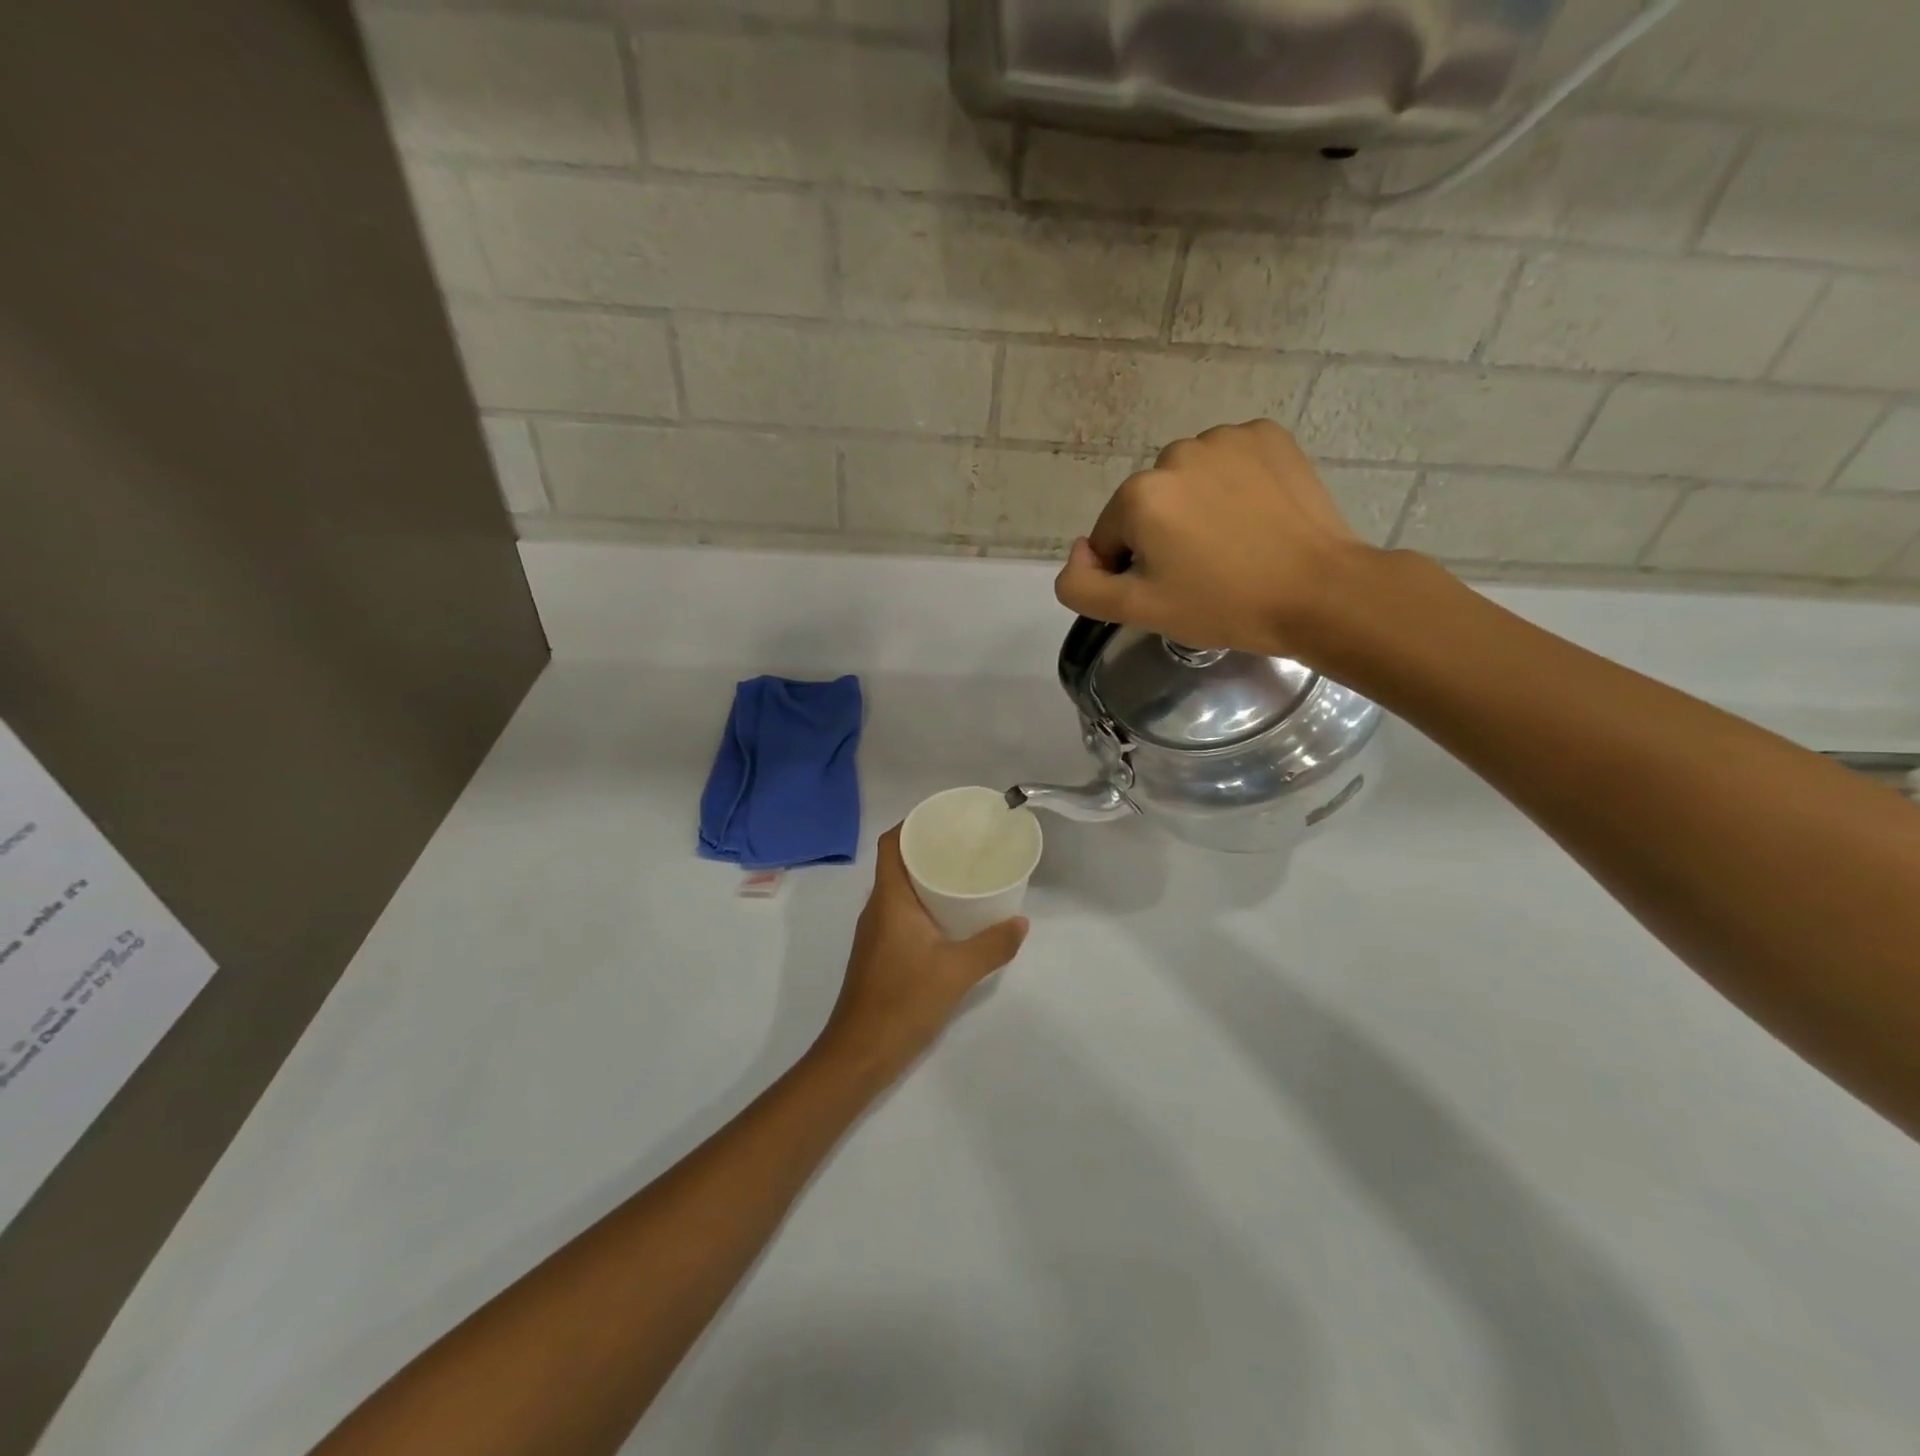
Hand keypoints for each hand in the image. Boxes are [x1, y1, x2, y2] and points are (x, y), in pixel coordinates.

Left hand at [814, 825, 1027, 1080]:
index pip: (890, 844)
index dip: (911, 823)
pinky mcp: (880, 953)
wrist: (860, 1053)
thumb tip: (1021, 922)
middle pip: (897, 863)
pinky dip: (924, 904)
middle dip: (927, 848)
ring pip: (900, 890)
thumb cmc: (903, 1002)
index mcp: (889, 900)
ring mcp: (875, 932)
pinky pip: (901, 913)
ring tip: (964, 874)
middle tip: (966, 845)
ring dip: (926, 878)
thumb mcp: (957, 972)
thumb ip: (992, 945)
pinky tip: (951, 918)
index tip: (944, 818)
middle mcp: (877, 909)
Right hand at [1052, 419, 1376, 659]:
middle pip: (1148, 504)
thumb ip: (1080, 587)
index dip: (1131, 570)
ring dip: (1196, 507)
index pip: (1110, 537)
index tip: (1171, 590)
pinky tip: (1255, 516)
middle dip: (1163, 535)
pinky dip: (1233, 485)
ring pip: (1188, 480)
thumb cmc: (1224, 605)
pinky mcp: (1268, 435)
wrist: (1320, 592)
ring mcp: (1226, 438)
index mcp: (1140, 494)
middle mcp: (1176, 452)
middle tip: (1203, 571)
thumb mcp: (1138, 611)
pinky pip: (1228, 461)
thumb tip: (1079, 553)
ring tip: (1233, 544)